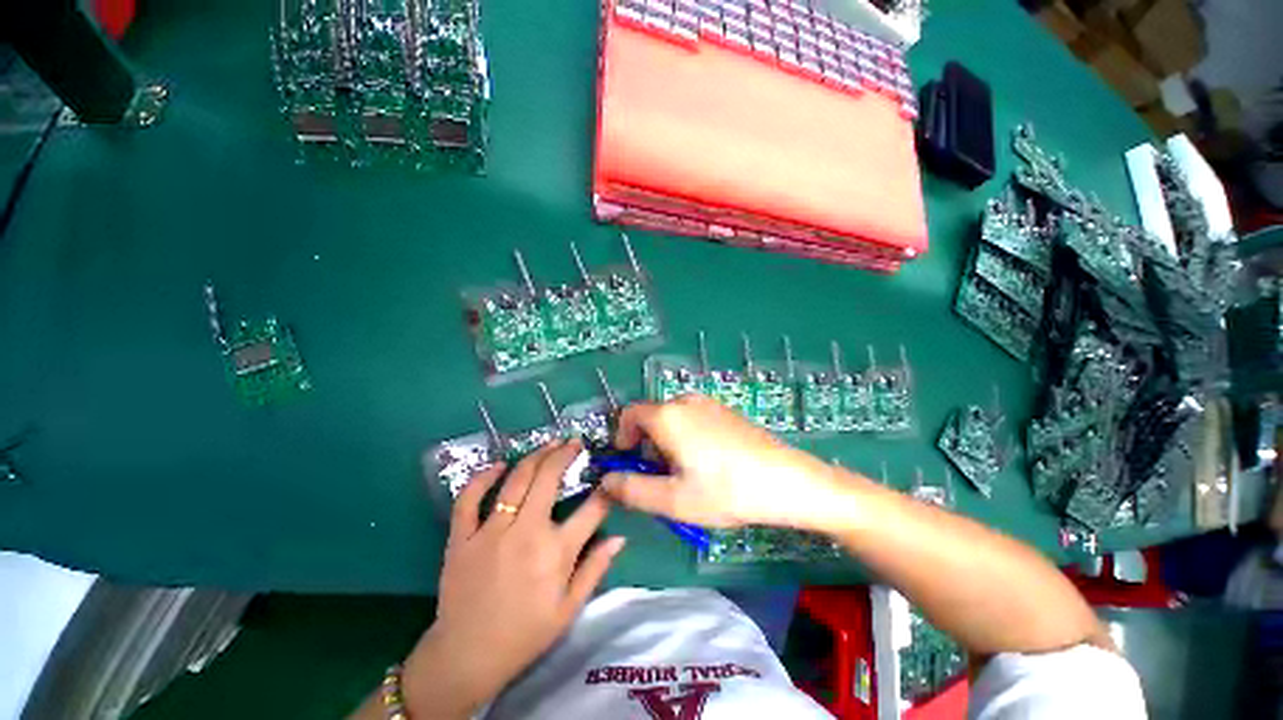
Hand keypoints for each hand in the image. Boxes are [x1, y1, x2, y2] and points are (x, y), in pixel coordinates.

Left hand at [401, 440, 624, 718]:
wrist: (467, 656)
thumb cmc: (525, 634)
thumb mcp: (569, 608)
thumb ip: (596, 569)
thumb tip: (621, 537)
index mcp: (556, 553)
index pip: (592, 509)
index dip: (605, 489)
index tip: (609, 477)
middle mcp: (526, 533)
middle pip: (548, 479)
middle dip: (565, 454)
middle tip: (574, 442)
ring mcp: (490, 532)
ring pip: (515, 481)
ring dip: (535, 456)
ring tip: (549, 443)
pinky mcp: (461, 538)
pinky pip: (468, 499)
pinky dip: (482, 478)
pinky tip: (498, 465)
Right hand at [601, 395, 844, 528]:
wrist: (785, 480)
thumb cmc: (725, 490)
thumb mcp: (672, 499)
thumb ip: (632, 489)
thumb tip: (606, 481)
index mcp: (667, 415)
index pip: (629, 414)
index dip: (622, 436)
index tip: (629, 461)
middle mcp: (685, 401)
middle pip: (652, 417)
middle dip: (647, 444)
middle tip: (660, 476)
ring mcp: (708, 403)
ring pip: (673, 418)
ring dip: (667, 442)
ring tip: (685, 473)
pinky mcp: (725, 411)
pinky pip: (693, 418)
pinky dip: (686, 436)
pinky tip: (708, 463)